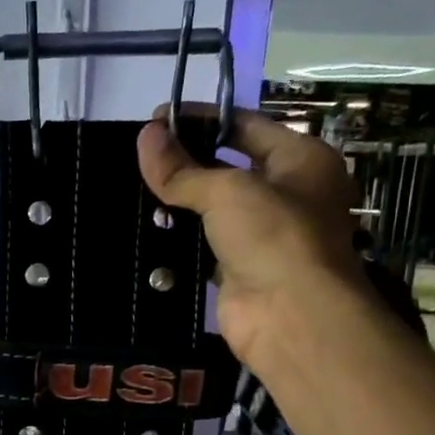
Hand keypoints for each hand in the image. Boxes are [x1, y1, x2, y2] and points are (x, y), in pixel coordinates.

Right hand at [137, 104, 364, 364]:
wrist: (290, 316)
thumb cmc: (273, 236)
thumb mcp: (227, 191)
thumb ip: (181, 168)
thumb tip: (144, 136)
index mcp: (301, 159)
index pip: (246, 125)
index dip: (202, 119)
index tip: (158, 119)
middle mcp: (288, 193)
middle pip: (228, 166)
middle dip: (187, 160)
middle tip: (139, 155)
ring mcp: (264, 234)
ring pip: (213, 208)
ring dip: (179, 202)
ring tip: (133, 188)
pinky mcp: (239, 268)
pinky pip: (203, 244)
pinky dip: (178, 238)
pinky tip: (144, 228)